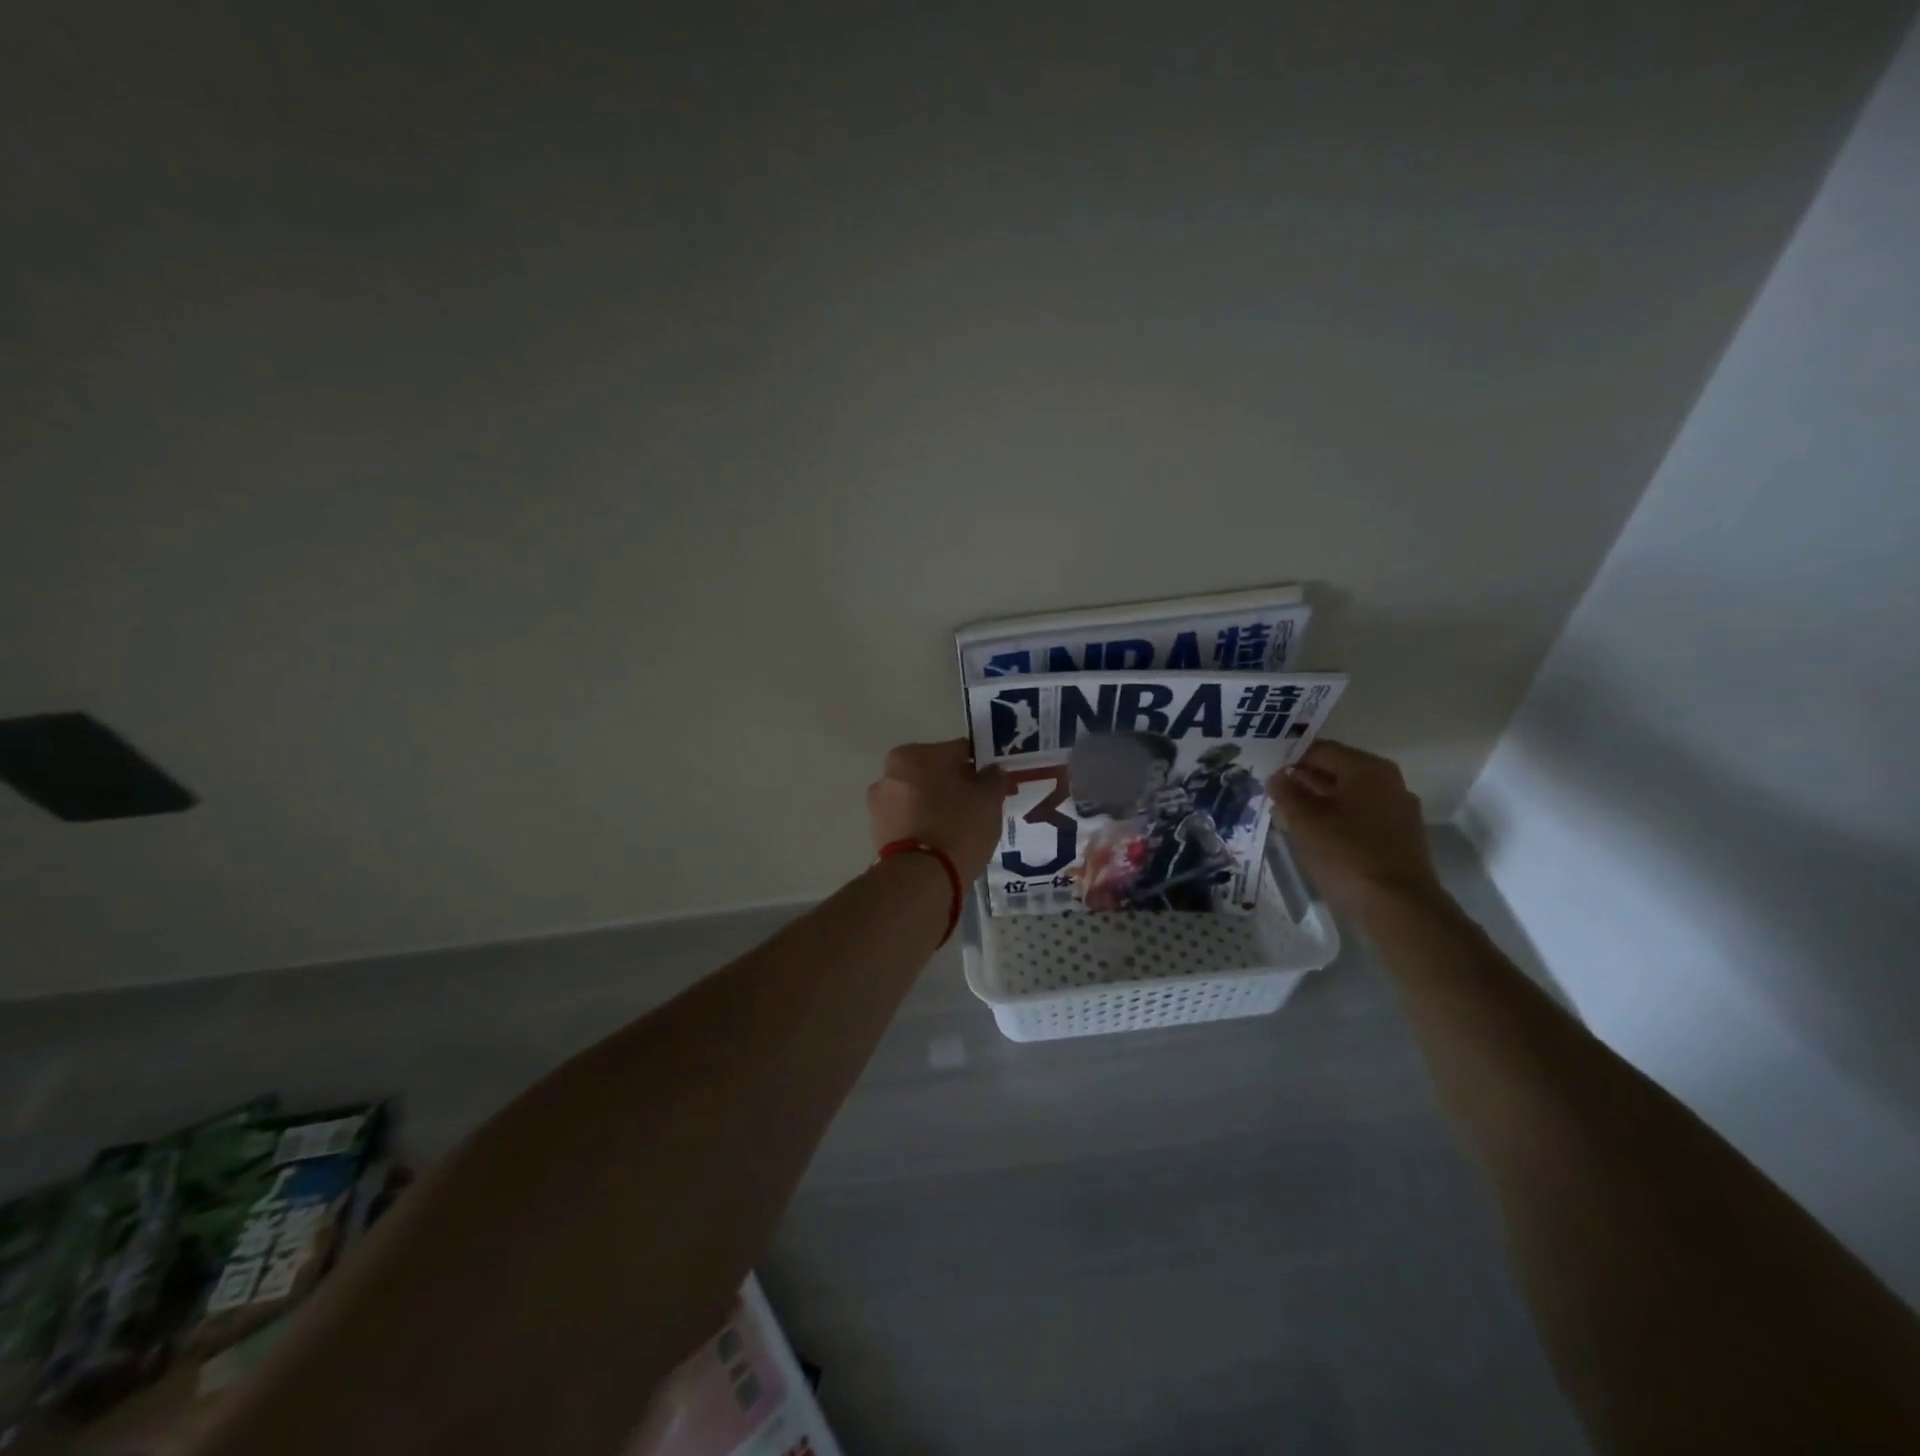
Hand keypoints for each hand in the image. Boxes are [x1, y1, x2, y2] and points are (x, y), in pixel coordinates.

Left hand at [867, 739, 1008, 881]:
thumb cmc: (958, 827)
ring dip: (937, 805)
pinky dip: (923, 825)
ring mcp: (879, 803)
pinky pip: (909, 820)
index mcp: (914, 754)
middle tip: (978, 806)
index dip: (980, 765)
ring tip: (960, 828)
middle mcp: (890, 772)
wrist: (921, 878)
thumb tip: (991, 771)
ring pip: (919, 797)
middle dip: (955, 785)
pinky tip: (942, 842)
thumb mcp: (989, 799)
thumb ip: (993, 778)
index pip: (957, 751)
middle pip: (934, 773)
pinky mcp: (877, 832)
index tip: (993, 783)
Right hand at [1266, 740, 1445, 918]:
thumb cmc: (1348, 856)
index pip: (1321, 750)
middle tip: (1269, 788)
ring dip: (1317, 800)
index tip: (1264, 766)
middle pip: (1337, 771)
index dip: (1290, 756)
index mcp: (1368, 770)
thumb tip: (1276, 777)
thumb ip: (1287, 795)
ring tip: (1284, 810)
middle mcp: (1388, 783)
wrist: (1399, 908)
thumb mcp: (1306, 823)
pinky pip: (1359, 816)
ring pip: (1347, 795)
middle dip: (1303, 778)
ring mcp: (1397, 811)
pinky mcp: (1398, 837)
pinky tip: (1311, 832)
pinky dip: (1334, 818)